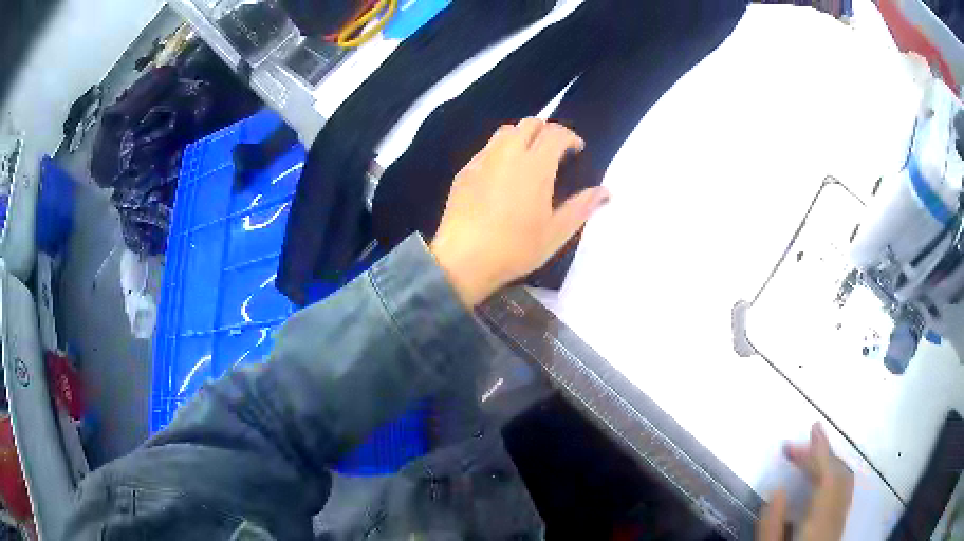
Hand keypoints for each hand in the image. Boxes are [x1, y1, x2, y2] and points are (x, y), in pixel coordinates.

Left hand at [430, 119, 609, 305]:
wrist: (463, 259)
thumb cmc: (515, 248)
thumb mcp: (556, 233)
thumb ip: (582, 207)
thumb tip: (605, 191)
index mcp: (535, 165)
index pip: (555, 133)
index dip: (570, 137)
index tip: (577, 150)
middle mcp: (508, 153)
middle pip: (530, 124)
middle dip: (547, 131)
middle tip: (555, 151)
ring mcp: (483, 160)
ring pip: (506, 132)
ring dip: (523, 136)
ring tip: (529, 158)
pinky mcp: (465, 171)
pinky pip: (487, 148)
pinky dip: (501, 150)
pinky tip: (502, 174)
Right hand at [757, 424, 854, 540]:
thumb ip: (772, 525)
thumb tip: (778, 488)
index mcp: (820, 522)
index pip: (827, 476)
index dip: (821, 450)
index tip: (813, 427)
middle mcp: (836, 516)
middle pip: (838, 474)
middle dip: (820, 455)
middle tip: (795, 448)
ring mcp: (840, 521)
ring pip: (843, 482)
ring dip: (827, 465)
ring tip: (806, 461)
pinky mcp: (838, 527)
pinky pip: (842, 492)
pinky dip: (832, 477)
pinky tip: (818, 483)